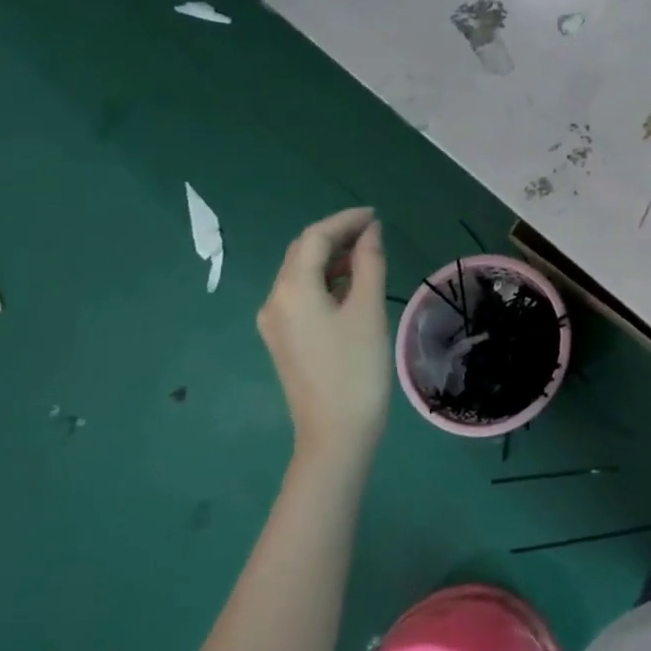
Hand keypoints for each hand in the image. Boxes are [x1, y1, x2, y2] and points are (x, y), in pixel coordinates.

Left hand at [257, 209, 390, 458]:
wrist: (335, 434)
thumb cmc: (356, 369)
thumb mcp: (367, 310)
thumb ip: (369, 263)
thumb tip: (370, 232)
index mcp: (292, 290)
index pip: (315, 238)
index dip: (345, 220)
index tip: (376, 215)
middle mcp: (274, 301)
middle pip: (303, 253)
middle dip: (337, 236)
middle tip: (374, 231)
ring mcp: (275, 323)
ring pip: (301, 274)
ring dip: (332, 258)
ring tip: (368, 253)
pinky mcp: (284, 340)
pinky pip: (301, 295)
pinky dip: (326, 281)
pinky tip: (351, 284)